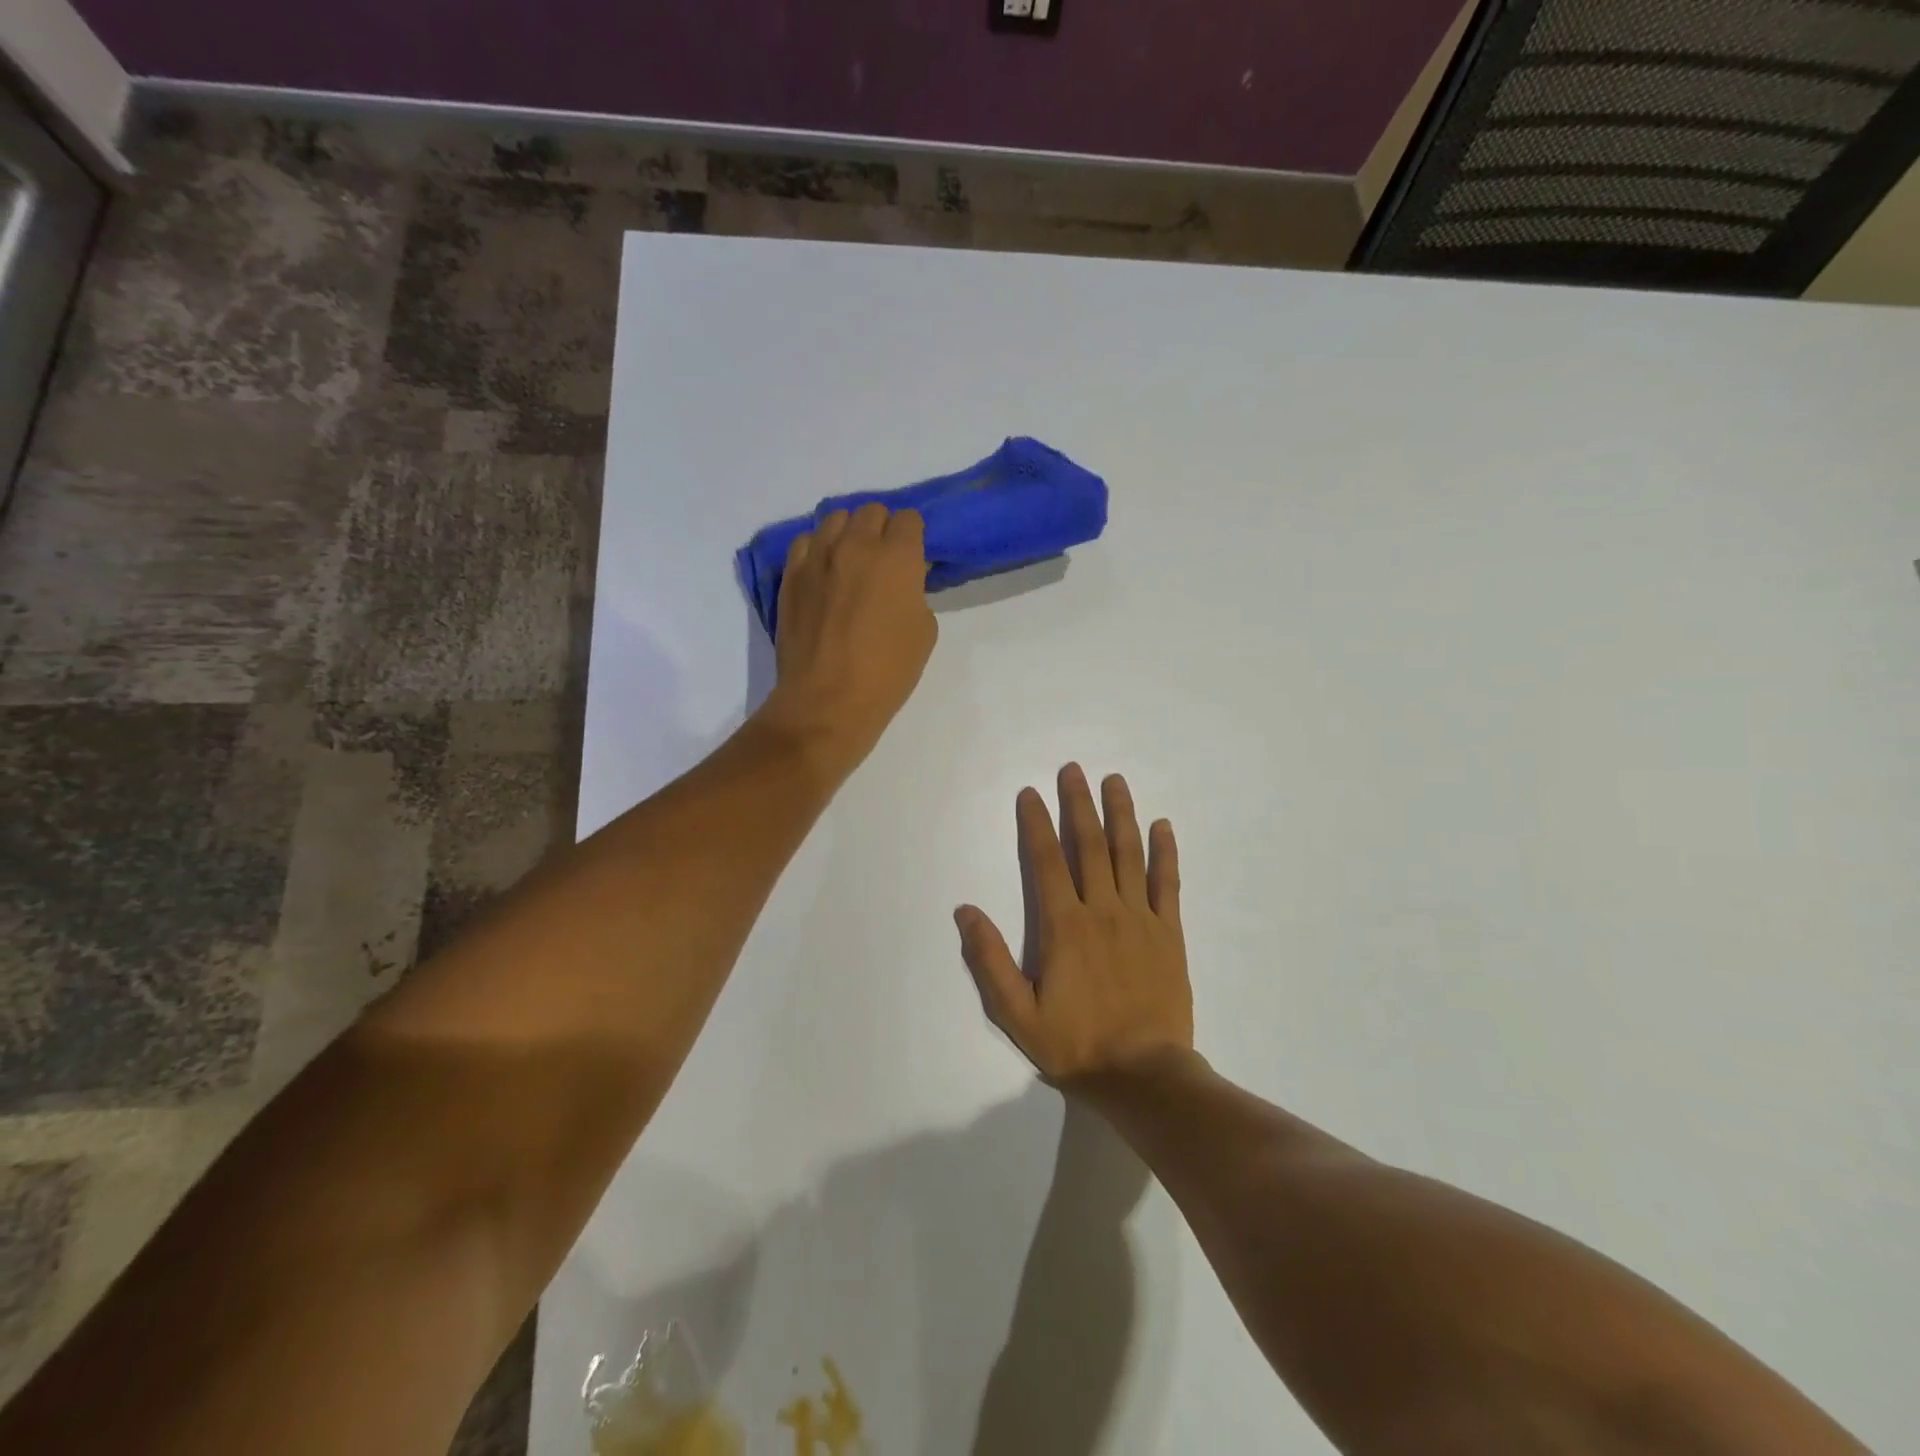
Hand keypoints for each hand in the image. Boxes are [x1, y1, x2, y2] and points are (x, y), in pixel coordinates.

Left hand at [758, 503, 937, 778]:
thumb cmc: (886, 672)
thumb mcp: (924, 632)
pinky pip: (806, 542)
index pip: (909, 519)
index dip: (913, 537)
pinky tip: (824, 574)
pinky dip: (818, 550)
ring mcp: (817, 557)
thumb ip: (916, 593)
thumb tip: (903, 581)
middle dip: (882, 530)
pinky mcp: (791, 575)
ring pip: (835, 519)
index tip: (913, 559)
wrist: (827, 700)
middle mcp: (855, 545)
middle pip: (871, 511)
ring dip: (848, 534)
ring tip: (851, 563)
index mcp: (896, 557)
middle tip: (884, 562)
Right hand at [956, 764, 1192, 1086]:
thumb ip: (990, 960)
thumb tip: (965, 911)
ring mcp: (1141, 918)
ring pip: (1129, 854)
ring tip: (1114, 781)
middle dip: (1078, 804)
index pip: (1046, 861)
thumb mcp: (1017, 1013)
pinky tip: (1162, 826)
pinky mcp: (1170, 933)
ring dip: (1120, 814)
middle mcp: (1103, 910)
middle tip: (1073, 769)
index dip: (1036, 823)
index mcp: (1064, 926)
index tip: (1030, 792)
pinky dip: (1165, 852)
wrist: (1144, 1075)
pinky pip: (1168, 883)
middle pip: (1089, 845)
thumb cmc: (1076, 1045)